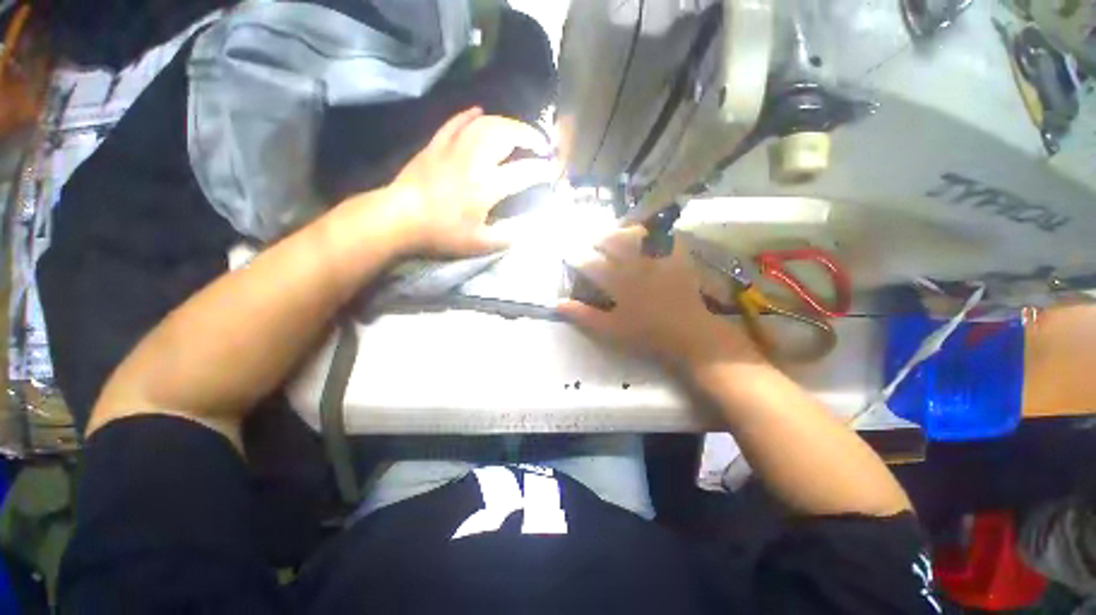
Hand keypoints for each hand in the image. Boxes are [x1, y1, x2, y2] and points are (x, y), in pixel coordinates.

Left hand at [384, 107, 556, 256]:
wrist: (399, 218)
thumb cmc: (441, 233)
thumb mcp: (478, 244)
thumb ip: (507, 236)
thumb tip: (529, 228)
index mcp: (486, 186)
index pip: (523, 172)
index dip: (541, 170)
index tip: (552, 171)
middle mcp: (474, 160)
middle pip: (506, 135)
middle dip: (528, 136)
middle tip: (540, 143)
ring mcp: (453, 148)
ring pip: (484, 123)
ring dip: (506, 123)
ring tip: (518, 131)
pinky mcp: (436, 144)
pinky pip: (456, 122)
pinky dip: (470, 115)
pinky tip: (480, 112)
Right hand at [557, 227, 758, 368]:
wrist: (689, 333)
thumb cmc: (646, 333)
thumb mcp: (610, 329)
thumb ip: (583, 315)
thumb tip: (557, 303)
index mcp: (618, 280)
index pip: (588, 261)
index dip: (575, 257)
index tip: (570, 258)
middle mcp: (635, 261)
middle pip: (609, 239)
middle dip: (595, 240)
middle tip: (590, 246)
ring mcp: (657, 255)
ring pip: (632, 231)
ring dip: (618, 231)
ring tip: (613, 238)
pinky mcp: (675, 253)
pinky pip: (660, 233)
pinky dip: (648, 231)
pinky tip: (642, 237)